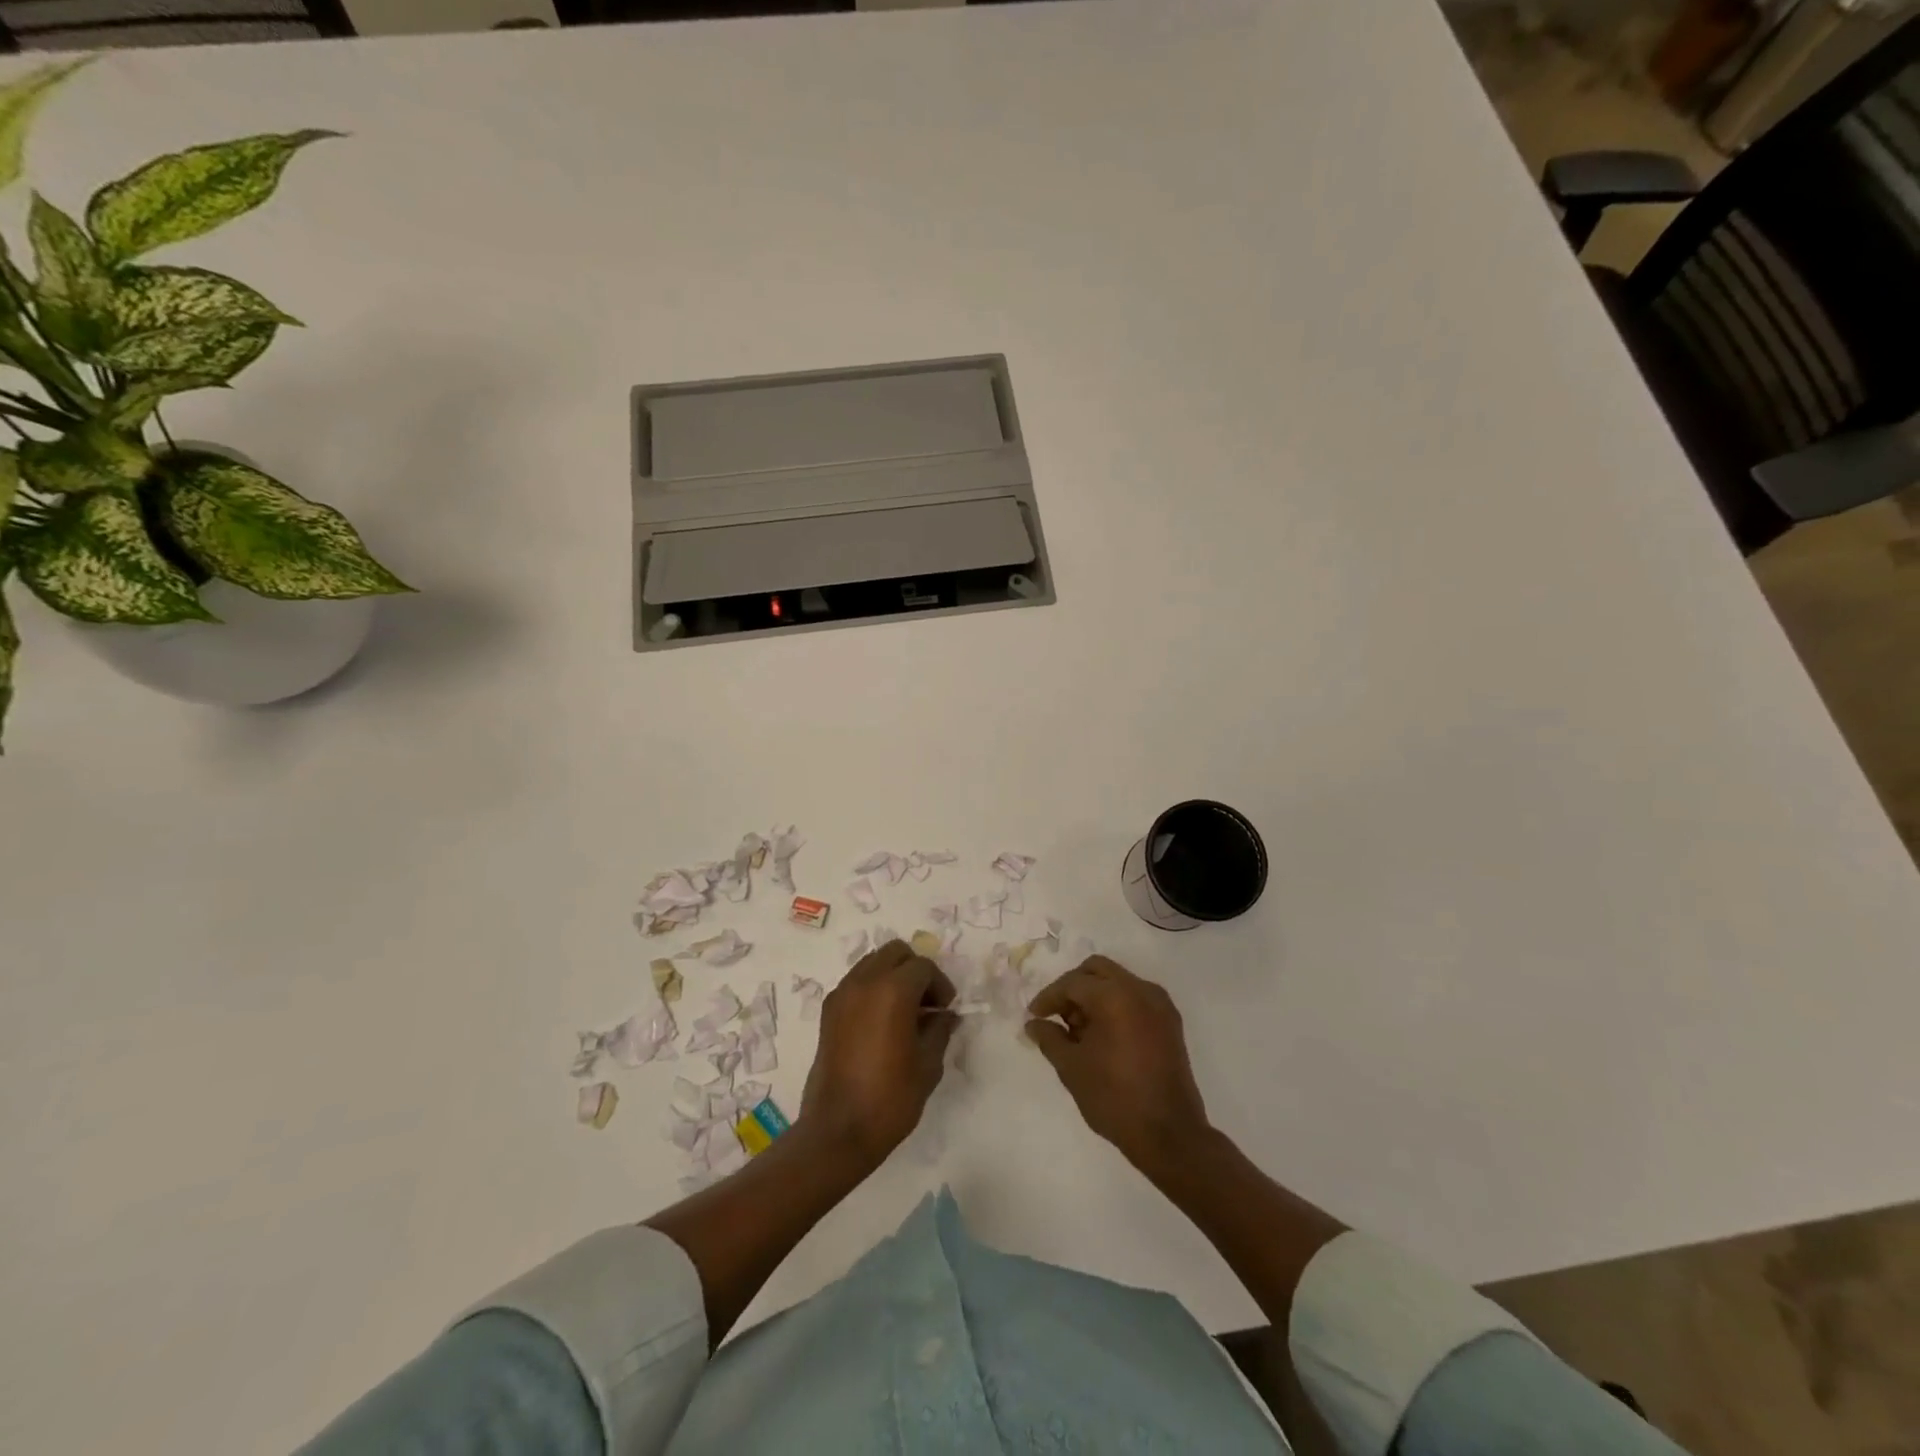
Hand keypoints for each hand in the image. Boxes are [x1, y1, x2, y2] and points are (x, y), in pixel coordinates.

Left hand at [800, 940, 956, 1168]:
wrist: (838, 1130)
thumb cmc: (890, 1098)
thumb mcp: (928, 1064)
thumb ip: (939, 1030)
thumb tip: (945, 1015)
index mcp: (892, 990)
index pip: (923, 967)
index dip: (940, 985)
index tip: (946, 1010)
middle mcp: (864, 982)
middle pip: (895, 953)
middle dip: (915, 971)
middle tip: (927, 1003)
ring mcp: (842, 994)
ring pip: (873, 962)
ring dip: (892, 976)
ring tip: (904, 1012)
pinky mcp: (828, 1011)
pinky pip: (856, 982)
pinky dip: (872, 988)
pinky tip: (882, 1022)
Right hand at [1026, 957, 1211, 1175]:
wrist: (1169, 1134)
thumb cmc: (1114, 1098)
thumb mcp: (1071, 1067)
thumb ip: (1049, 1038)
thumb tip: (1034, 1024)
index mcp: (1115, 996)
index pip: (1073, 983)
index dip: (1049, 997)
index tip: (1033, 1016)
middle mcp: (1140, 989)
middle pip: (1097, 970)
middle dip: (1073, 987)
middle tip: (1057, 1015)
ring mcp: (1159, 1004)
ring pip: (1118, 981)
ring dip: (1094, 995)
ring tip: (1078, 1030)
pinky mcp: (1170, 1022)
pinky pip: (1135, 998)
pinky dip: (1115, 1005)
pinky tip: (1103, 1035)